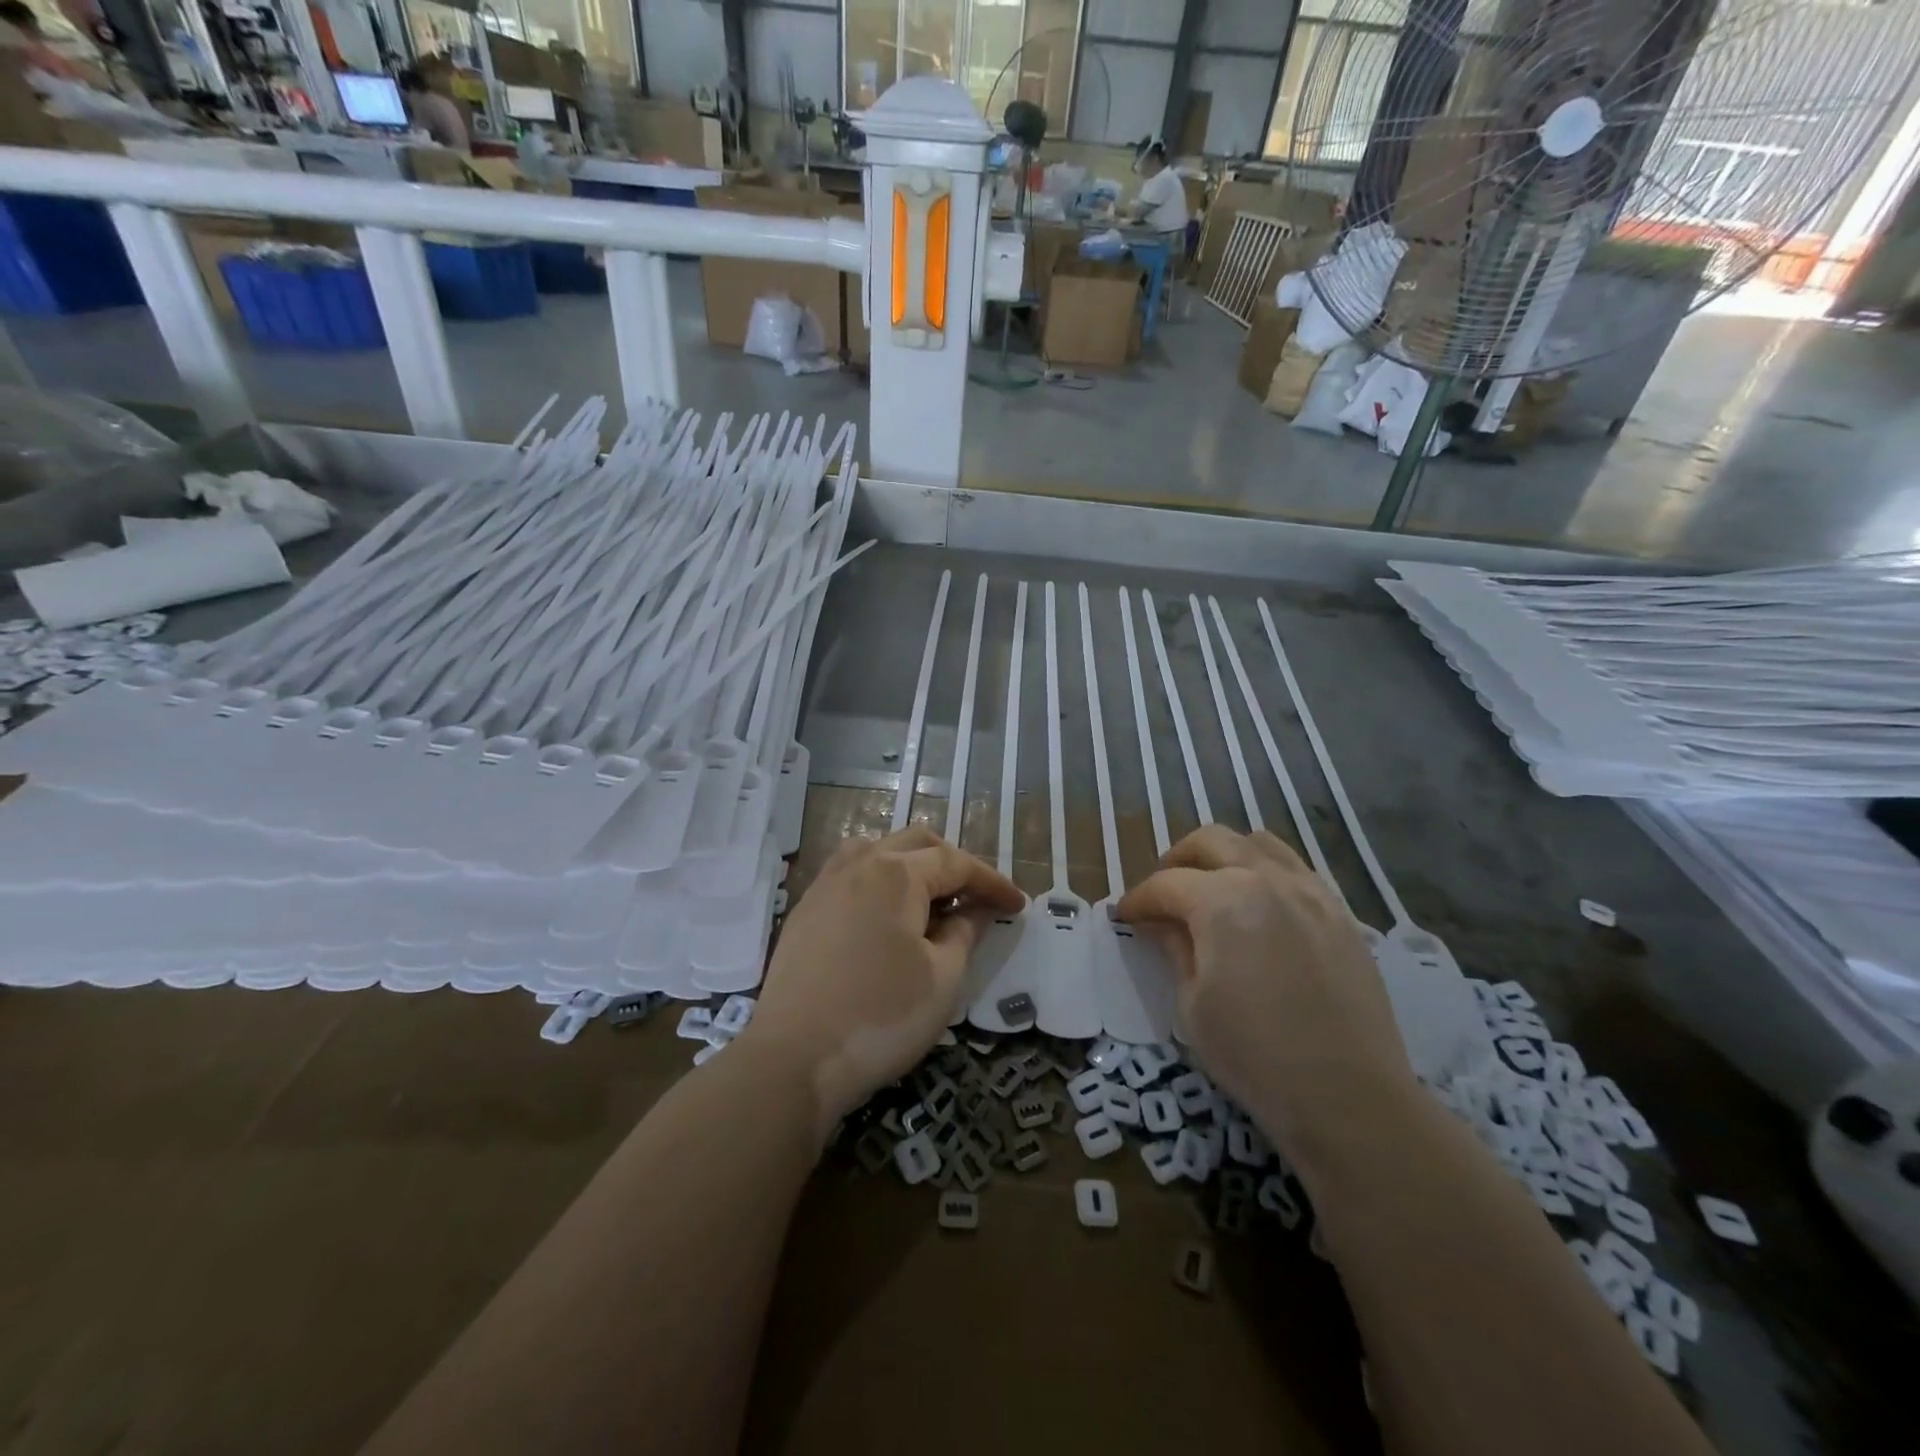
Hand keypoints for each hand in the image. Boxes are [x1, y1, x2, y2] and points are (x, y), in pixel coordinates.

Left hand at [742, 826, 1023, 1142]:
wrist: (793, 1059)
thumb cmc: (881, 1017)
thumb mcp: (942, 978)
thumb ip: (965, 932)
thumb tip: (976, 909)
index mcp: (897, 872)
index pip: (957, 863)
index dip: (992, 882)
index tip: (1018, 905)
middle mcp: (859, 863)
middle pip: (917, 843)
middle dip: (954, 865)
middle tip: (977, 900)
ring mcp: (826, 883)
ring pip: (879, 850)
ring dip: (913, 865)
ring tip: (931, 900)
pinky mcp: (806, 909)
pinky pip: (851, 873)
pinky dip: (880, 879)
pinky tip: (886, 914)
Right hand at [1115, 826, 1417, 1160]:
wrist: (1349, 1097)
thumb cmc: (1254, 1056)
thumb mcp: (1192, 1005)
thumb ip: (1175, 949)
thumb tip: (1160, 923)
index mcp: (1222, 901)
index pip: (1166, 884)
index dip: (1137, 899)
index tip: (1124, 916)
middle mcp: (1267, 879)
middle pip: (1210, 842)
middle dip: (1176, 861)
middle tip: (1163, 895)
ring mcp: (1311, 892)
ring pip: (1258, 843)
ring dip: (1224, 856)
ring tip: (1211, 889)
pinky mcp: (1341, 913)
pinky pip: (1296, 869)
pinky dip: (1266, 872)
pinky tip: (1260, 907)